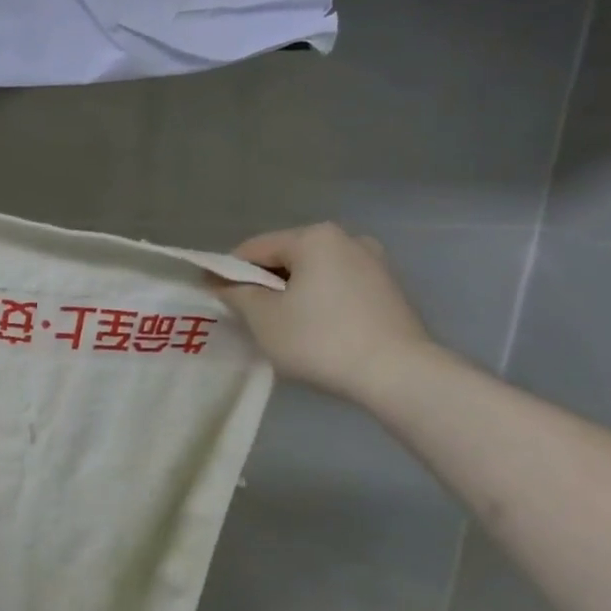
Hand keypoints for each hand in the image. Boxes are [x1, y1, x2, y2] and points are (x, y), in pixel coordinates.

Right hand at [214, 223, 433, 402]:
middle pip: (286, 257)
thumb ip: (236, 293)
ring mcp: (373, 263)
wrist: (396, 373)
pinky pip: (337, 288)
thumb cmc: (319, 339)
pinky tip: (313, 331)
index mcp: (314, 237)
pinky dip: (317, 302)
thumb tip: (221, 282)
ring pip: (313, 273)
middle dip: (262, 283)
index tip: (213, 298)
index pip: (254, 248)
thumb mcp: (264, 317)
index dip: (227, 272)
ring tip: (279, 327)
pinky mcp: (388, 290)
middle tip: (246, 317)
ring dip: (290, 294)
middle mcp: (347, 239)